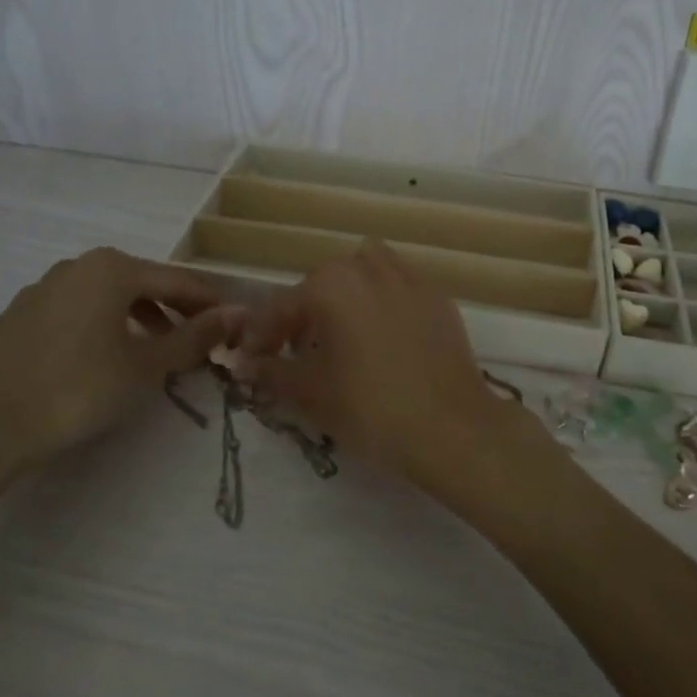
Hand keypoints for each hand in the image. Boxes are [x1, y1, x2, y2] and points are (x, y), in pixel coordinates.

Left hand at [0, 248, 241, 474]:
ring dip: (135, 319)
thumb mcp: (148, 365)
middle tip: (195, 341)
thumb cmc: (80, 389)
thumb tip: (238, 313)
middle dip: (172, 310)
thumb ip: (196, 336)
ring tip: (151, 351)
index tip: (233, 324)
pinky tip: (97, 360)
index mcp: (112, 268)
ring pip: (103, 297)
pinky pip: (71, 313)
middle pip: (140, 283)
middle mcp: (76, 266)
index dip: (209, 302)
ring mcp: (39, 290)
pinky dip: (96, 327)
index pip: (177, 280)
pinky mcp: (15, 317)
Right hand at [239, 241, 536, 497]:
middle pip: (323, 282)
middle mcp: (369, 268)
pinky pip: (400, 286)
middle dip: (304, 312)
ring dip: (346, 294)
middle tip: (296, 351)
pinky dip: (383, 301)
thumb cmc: (371, 409)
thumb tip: (244, 363)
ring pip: (365, 271)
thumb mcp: (310, 394)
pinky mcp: (438, 297)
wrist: (452, 428)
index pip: (281, 305)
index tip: (249, 360)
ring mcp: (410, 279)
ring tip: (342, 333)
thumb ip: (271, 372)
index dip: (260, 335)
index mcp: (332, 284)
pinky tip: (384, 338)